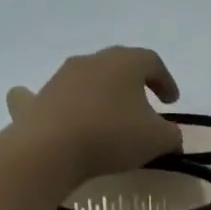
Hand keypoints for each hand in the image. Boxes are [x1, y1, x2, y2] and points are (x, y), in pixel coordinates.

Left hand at [6, 47, 183, 183]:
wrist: (52, 148)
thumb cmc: (113, 135)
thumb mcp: (158, 139)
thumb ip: (172, 135)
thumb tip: (172, 138)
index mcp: (125, 63)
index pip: (151, 61)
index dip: (166, 80)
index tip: (171, 102)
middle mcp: (92, 61)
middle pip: (119, 65)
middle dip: (134, 84)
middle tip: (145, 105)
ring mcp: (61, 77)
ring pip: (88, 78)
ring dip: (102, 93)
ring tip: (110, 118)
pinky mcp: (38, 98)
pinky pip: (51, 94)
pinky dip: (59, 100)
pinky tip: (60, 110)